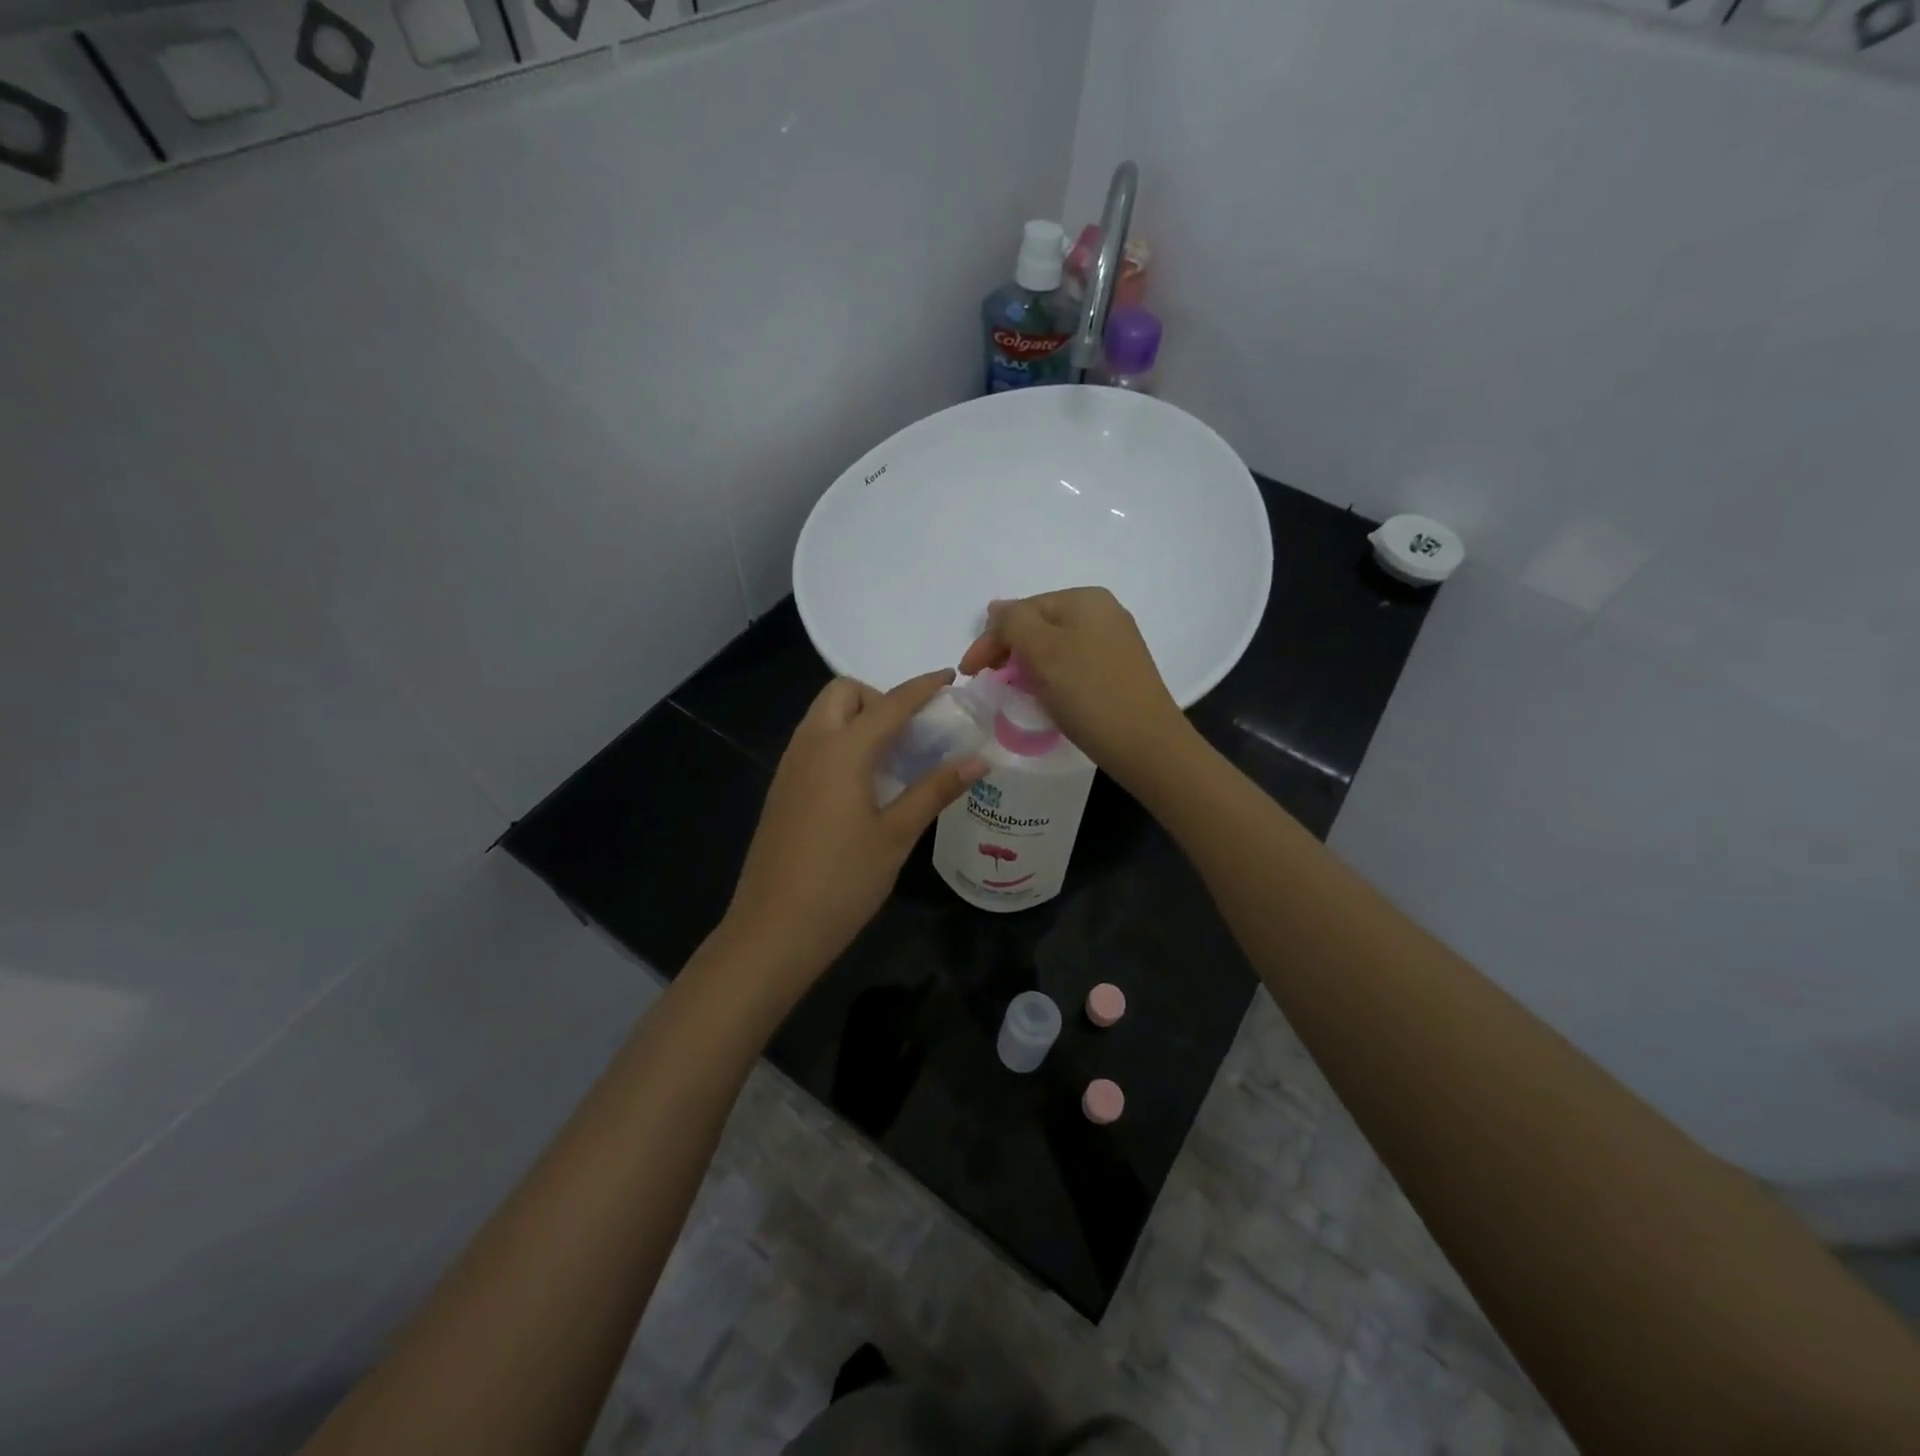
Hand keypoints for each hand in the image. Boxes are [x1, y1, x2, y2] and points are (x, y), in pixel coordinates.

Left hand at [723, 671, 984, 993]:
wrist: (773, 930)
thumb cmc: (842, 882)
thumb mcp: (896, 836)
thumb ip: (935, 790)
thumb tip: (979, 760)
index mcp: (842, 751)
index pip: (890, 703)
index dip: (923, 687)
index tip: (950, 678)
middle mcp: (810, 746)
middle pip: (843, 693)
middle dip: (879, 696)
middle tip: (911, 732)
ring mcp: (789, 767)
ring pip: (823, 716)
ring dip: (858, 717)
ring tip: (893, 756)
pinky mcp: (781, 790)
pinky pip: (813, 742)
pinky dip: (840, 740)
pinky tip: (862, 782)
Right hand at [959, 587, 1190, 786]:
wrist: (1145, 744)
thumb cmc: (1088, 693)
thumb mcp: (1041, 650)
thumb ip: (1012, 622)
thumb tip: (996, 608)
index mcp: (1085, 599)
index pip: (1022, 610)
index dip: (990, 639)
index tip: (969, 673)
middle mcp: (1103, 613)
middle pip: (1039, 625)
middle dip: (1009, 650)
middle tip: (988, 681)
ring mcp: (1115, 643)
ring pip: (1055, 647)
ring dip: (1028, 665)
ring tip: (1012, 690)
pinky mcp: (1120, 672)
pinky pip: (1073, 665)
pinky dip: (1052, 677)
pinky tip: (1045, 697)